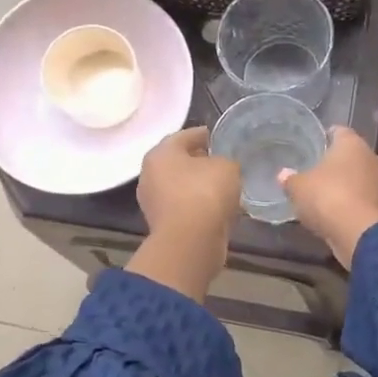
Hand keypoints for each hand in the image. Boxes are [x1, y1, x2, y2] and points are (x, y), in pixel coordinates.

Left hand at [129, 127, 239, 299]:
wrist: (191, 242)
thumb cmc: (205, 193)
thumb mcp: (227, 167)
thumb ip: (226, 161)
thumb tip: (222, 166)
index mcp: (161, 153)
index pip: (184, 135)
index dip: (204, 134)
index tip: (219, 136)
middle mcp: (150, 174)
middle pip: (179, 161)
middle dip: (199, 160)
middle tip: (222, 160)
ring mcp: (154, 202)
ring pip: (181, 186)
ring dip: (199, 185)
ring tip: (224, 185)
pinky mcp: (163, 224)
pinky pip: (184, 206)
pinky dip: (198, 204)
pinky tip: (217, 206)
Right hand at [279, 126, 377, 268]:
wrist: (362, 234)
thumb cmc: (329, 198)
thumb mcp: (299, 188)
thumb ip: (290, 179)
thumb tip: (284, 174)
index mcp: (352, 144)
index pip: (339, 131)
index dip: (325, 136)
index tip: (313, 145)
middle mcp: (371, 158)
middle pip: (351, 156)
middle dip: (335, 164)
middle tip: (315, 171)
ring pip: (359, 179)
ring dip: (345, 186)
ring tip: (323, 195)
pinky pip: (363, 199)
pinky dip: (352, 204)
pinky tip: (336, 214)